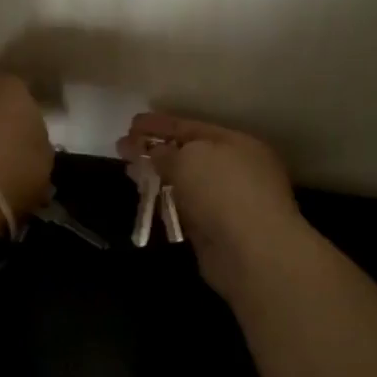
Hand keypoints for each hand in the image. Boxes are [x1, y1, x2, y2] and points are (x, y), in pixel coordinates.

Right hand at [118, 112, 309, 293]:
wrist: (252, 253)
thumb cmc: (223, 192)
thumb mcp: (189, 158)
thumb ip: (165, 152)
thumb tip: (153, 153)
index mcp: (236, 143)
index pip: (191, 127)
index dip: (159, 124)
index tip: (131, 123)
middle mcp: (235, 169)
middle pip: (188, 154)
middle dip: (155, 149)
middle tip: (123, 147)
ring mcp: (227, 201)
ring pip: (185, 182)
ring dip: (157, 176)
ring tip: (129, 171)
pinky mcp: (215, 230)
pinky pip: (184, 207)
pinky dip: (165, 202)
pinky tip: (146, 199)